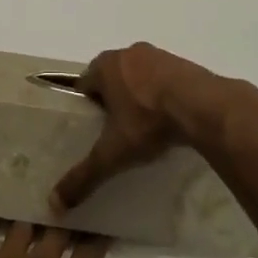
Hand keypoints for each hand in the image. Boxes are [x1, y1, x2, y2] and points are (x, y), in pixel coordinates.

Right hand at [50, 42, 222, 211]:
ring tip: (144, 126)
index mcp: (104, 65)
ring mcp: (157, 55)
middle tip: (116, 130)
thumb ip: (84, 176)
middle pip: (110, 76)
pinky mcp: (181, 62)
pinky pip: (162, 78)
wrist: (202, 106)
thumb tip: (55, 204)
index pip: (84, 84)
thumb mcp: (113, 153)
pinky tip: (168, 118)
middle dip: (111, 99)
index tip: (91, 128)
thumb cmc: (148, 121)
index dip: (85, 105)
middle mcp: (127, 53)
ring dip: (137, 95)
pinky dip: (161, 94)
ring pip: (137, 76)